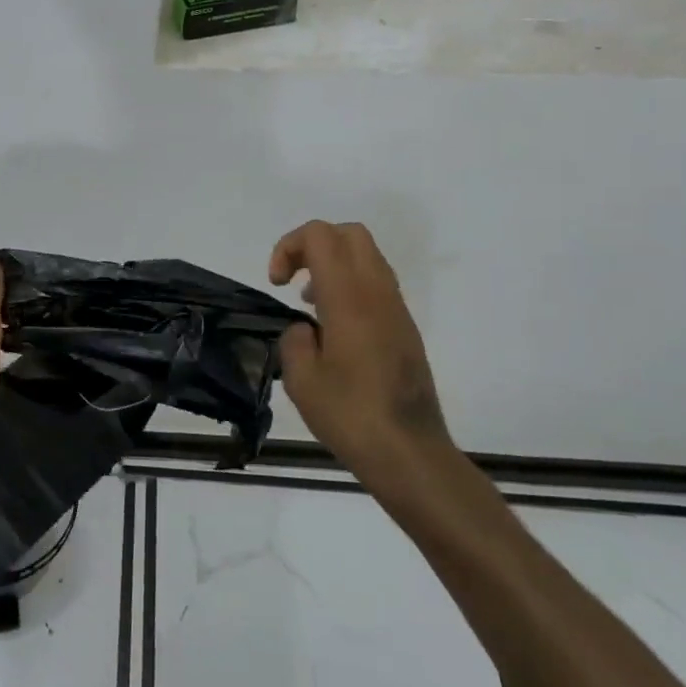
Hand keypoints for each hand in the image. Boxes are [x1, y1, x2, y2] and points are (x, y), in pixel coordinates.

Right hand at [269, 222, 453, 491]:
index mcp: (349, 298)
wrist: (409, 452)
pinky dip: (350, 286)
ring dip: (333, 265)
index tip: (276, 283)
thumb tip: (306, 330)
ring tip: (309, 304)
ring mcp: (397, 310)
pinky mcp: (405, 329)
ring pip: (367, 257)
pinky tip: (333, 328)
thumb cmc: (349, 415)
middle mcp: (377, 294)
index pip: (321, 236)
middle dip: (313, 244)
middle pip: (349, 234)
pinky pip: (376, 284)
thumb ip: (294, 340)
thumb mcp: (301, 380)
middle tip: (292, 278)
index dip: (289, 246)